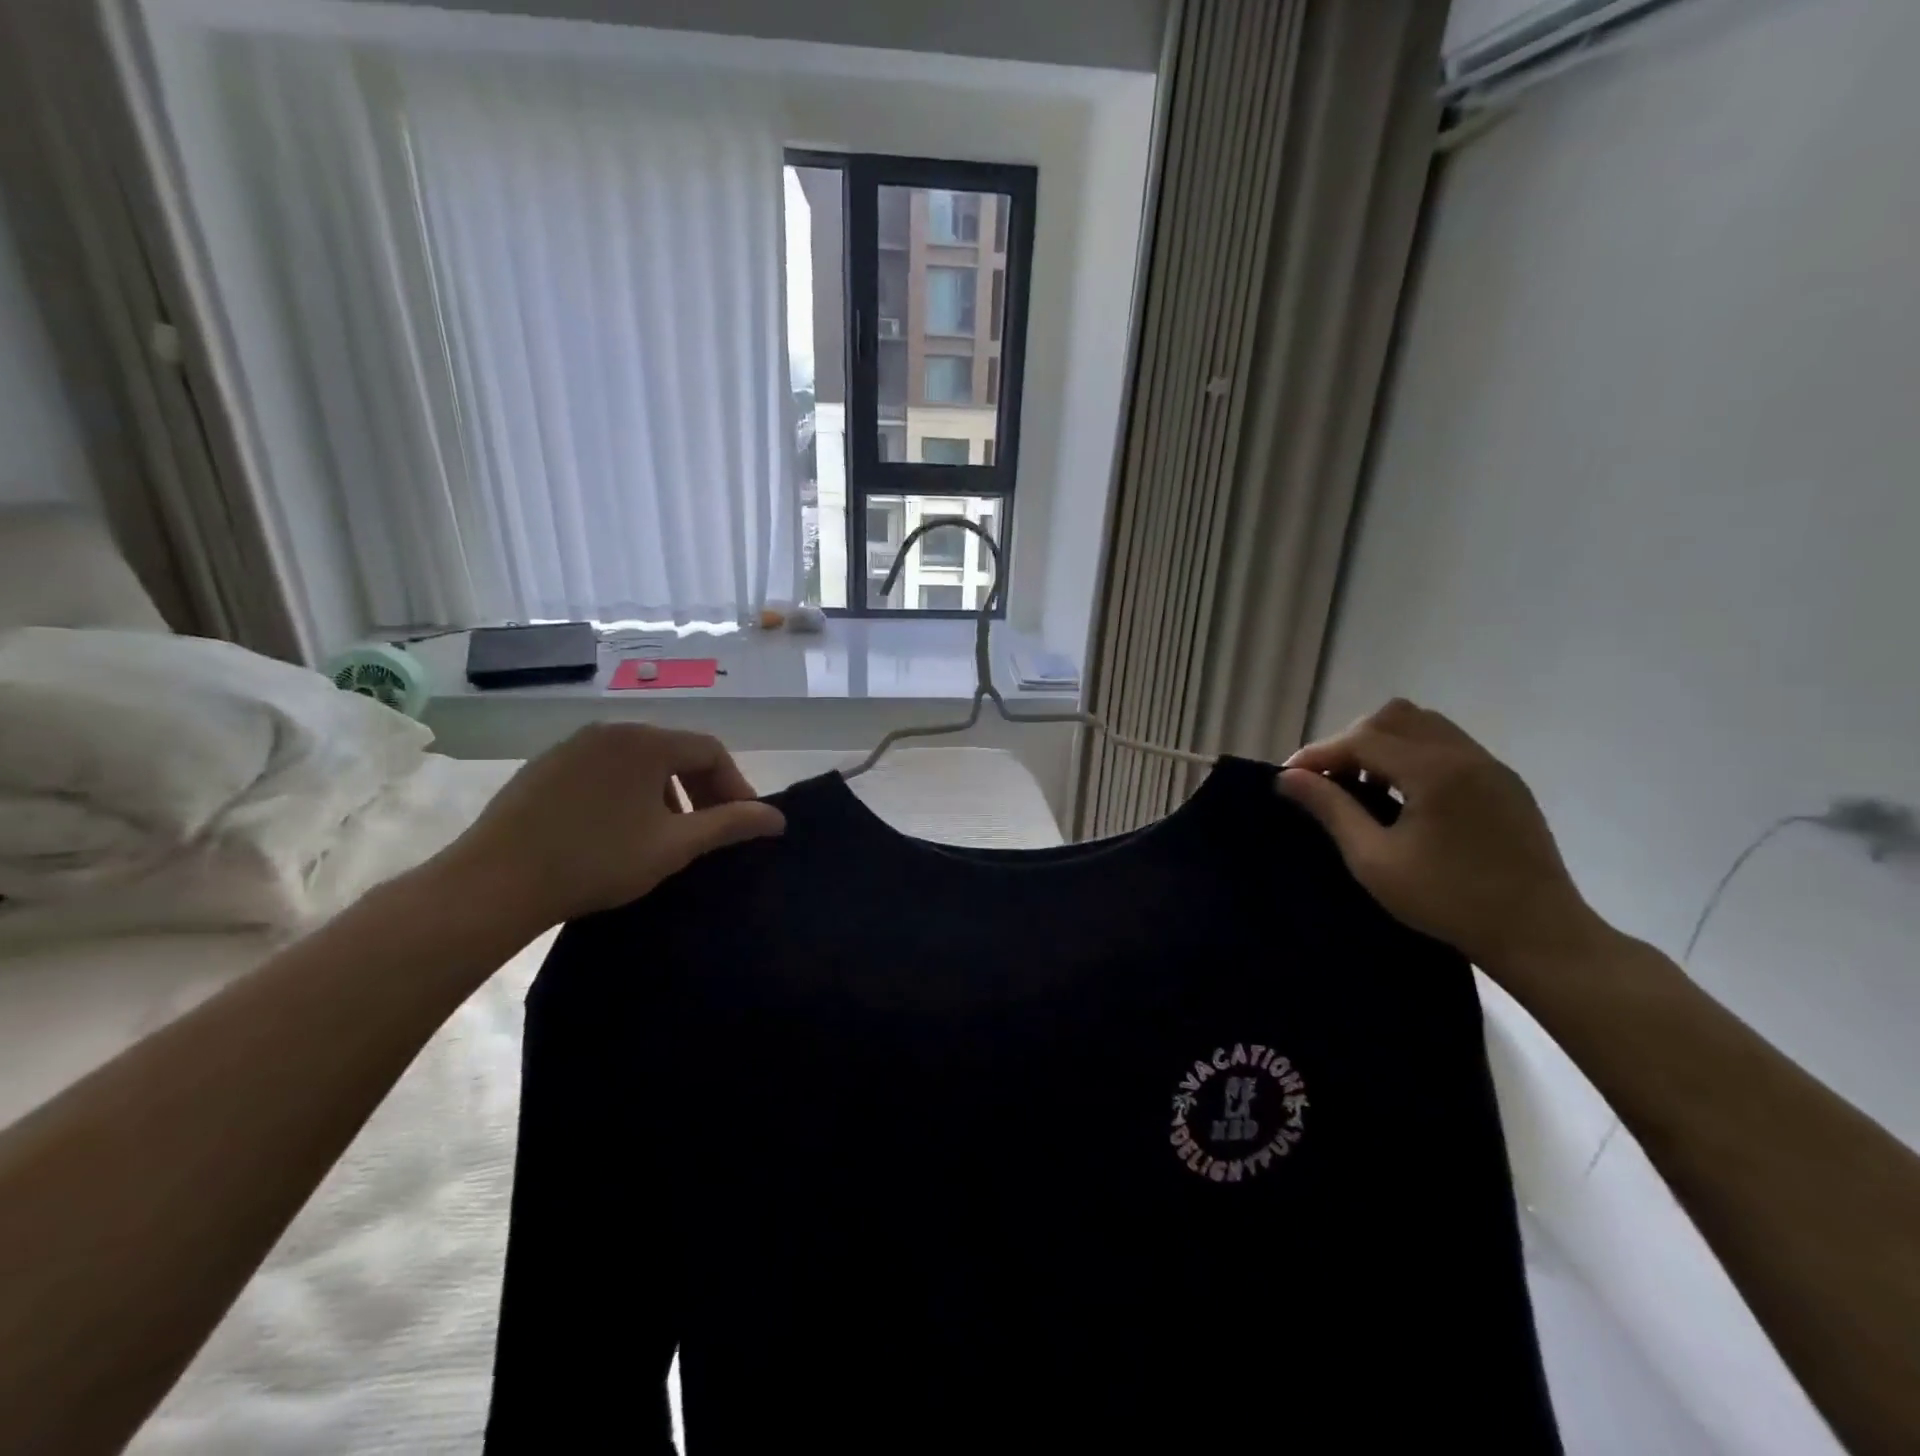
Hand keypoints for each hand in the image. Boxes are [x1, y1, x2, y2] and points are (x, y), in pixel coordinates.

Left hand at [428, 723, 784, 936]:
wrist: (493, 883)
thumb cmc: (597, 860)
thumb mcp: (675, 846)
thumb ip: (730, 825)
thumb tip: (777, 818)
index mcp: (647, 741)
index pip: (711, 751)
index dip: (735, 786)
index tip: (742, 824)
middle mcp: (611, 730)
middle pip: (676, 752)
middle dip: (702, 789)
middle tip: (709, 830)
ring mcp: (573, 746)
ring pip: (639, 761)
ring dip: (666, 792)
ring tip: (666, 834)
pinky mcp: (545, 767)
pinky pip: (605, 770)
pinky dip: (628, 793)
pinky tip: (619, 831)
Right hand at [1277, 699, 1607, 983]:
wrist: (1539, 935)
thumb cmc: (1448, 901)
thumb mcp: (1374, 860)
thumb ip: (1331, 809)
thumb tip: (1287, 777)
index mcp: (1434, 771)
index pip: (1362, 738)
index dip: (1319, 753)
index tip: (1289, 776)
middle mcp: (1464, 754)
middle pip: (1392, 717)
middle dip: (1350, 741)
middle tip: (1328, 780)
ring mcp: (1489, 765)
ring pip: (1422, 724)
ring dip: (1383, 743)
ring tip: (1363, 784)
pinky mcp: (1503, 782)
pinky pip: (1447, 745)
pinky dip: (1412, 754)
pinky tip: (1402, 794)